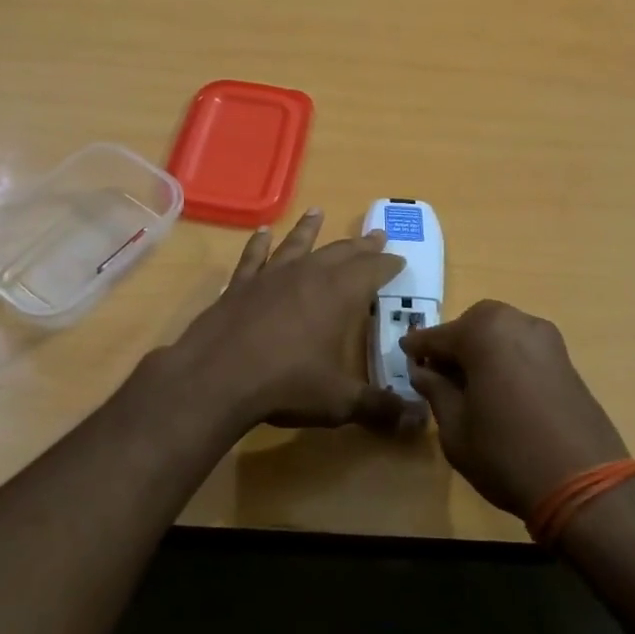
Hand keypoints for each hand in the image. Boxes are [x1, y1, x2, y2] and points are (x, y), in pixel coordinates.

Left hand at [165, 209, 426, 435]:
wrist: (217, 377)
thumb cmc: (286, 384)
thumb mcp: (340, 401)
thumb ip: (379, 407)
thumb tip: (417, 420)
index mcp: (339, 295)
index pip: (372, 271)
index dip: (388, 265)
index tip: (399, 259)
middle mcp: (307, 275)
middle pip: (340, 252)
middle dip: (361, 245)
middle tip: (376, 235)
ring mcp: (270, 276)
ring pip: (296, 244)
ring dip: (310, 229)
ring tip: (318, 212)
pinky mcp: (239, 285)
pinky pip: (253, 257)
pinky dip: (259, 244)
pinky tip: (262, 233)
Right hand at [401, 300, 631, 519]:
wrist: (585, 484)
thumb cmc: (506, 454)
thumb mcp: (455, 429)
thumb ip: (436, 392)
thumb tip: (422, 372)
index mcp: (483, 333)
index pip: (439, 335)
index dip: (418, 348)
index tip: (404, 355)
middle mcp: (517, 323)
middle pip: (474, 324)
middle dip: (455, 342)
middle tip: (439, 372)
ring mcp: (547, 340)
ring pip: (502, 332)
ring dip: (482, 348)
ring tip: (469, 382)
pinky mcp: (566, 360)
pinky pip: (524, 347)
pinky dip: (506, 357)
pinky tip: (499, 387)